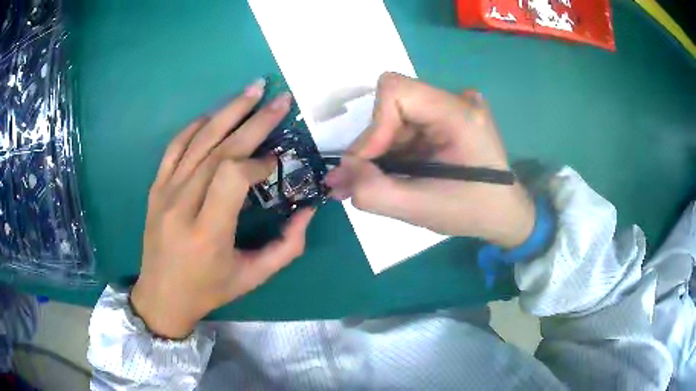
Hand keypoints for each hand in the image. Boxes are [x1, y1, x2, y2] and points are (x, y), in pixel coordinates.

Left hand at [131, 80, 314, 338]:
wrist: (161, 296)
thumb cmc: (208, 290)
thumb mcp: (253, 277)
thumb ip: (287, 246)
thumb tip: (308, 210)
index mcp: (208, 232)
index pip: (233, 177)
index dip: (258, 163)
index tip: (275, 162)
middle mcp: (182, 206)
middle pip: (219, 150)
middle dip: (253, 121)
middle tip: (279, 100)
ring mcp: (164, 193)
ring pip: (198, 142)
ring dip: (227, 112)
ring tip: (252, 90)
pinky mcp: (156, 188)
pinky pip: (174, 147)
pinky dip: (195, 126)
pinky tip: (214, 114)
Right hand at [326, 73, 533, 247]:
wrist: (504, 215)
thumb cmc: (472, 212)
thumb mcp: (421, 209)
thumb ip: (374, 192)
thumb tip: (340, 172)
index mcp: (459, 115)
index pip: (396, 91)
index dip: (373, 126)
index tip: (365, 164)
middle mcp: (456, 102)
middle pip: (393, 105)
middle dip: (374, 145)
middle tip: (358, 182)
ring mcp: (452, 108)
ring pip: (396, 118)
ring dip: (381, 151)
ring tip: (372, 184)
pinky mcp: (447, 119)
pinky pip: (407, 127)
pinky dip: (393, 151)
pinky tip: (393, 174)